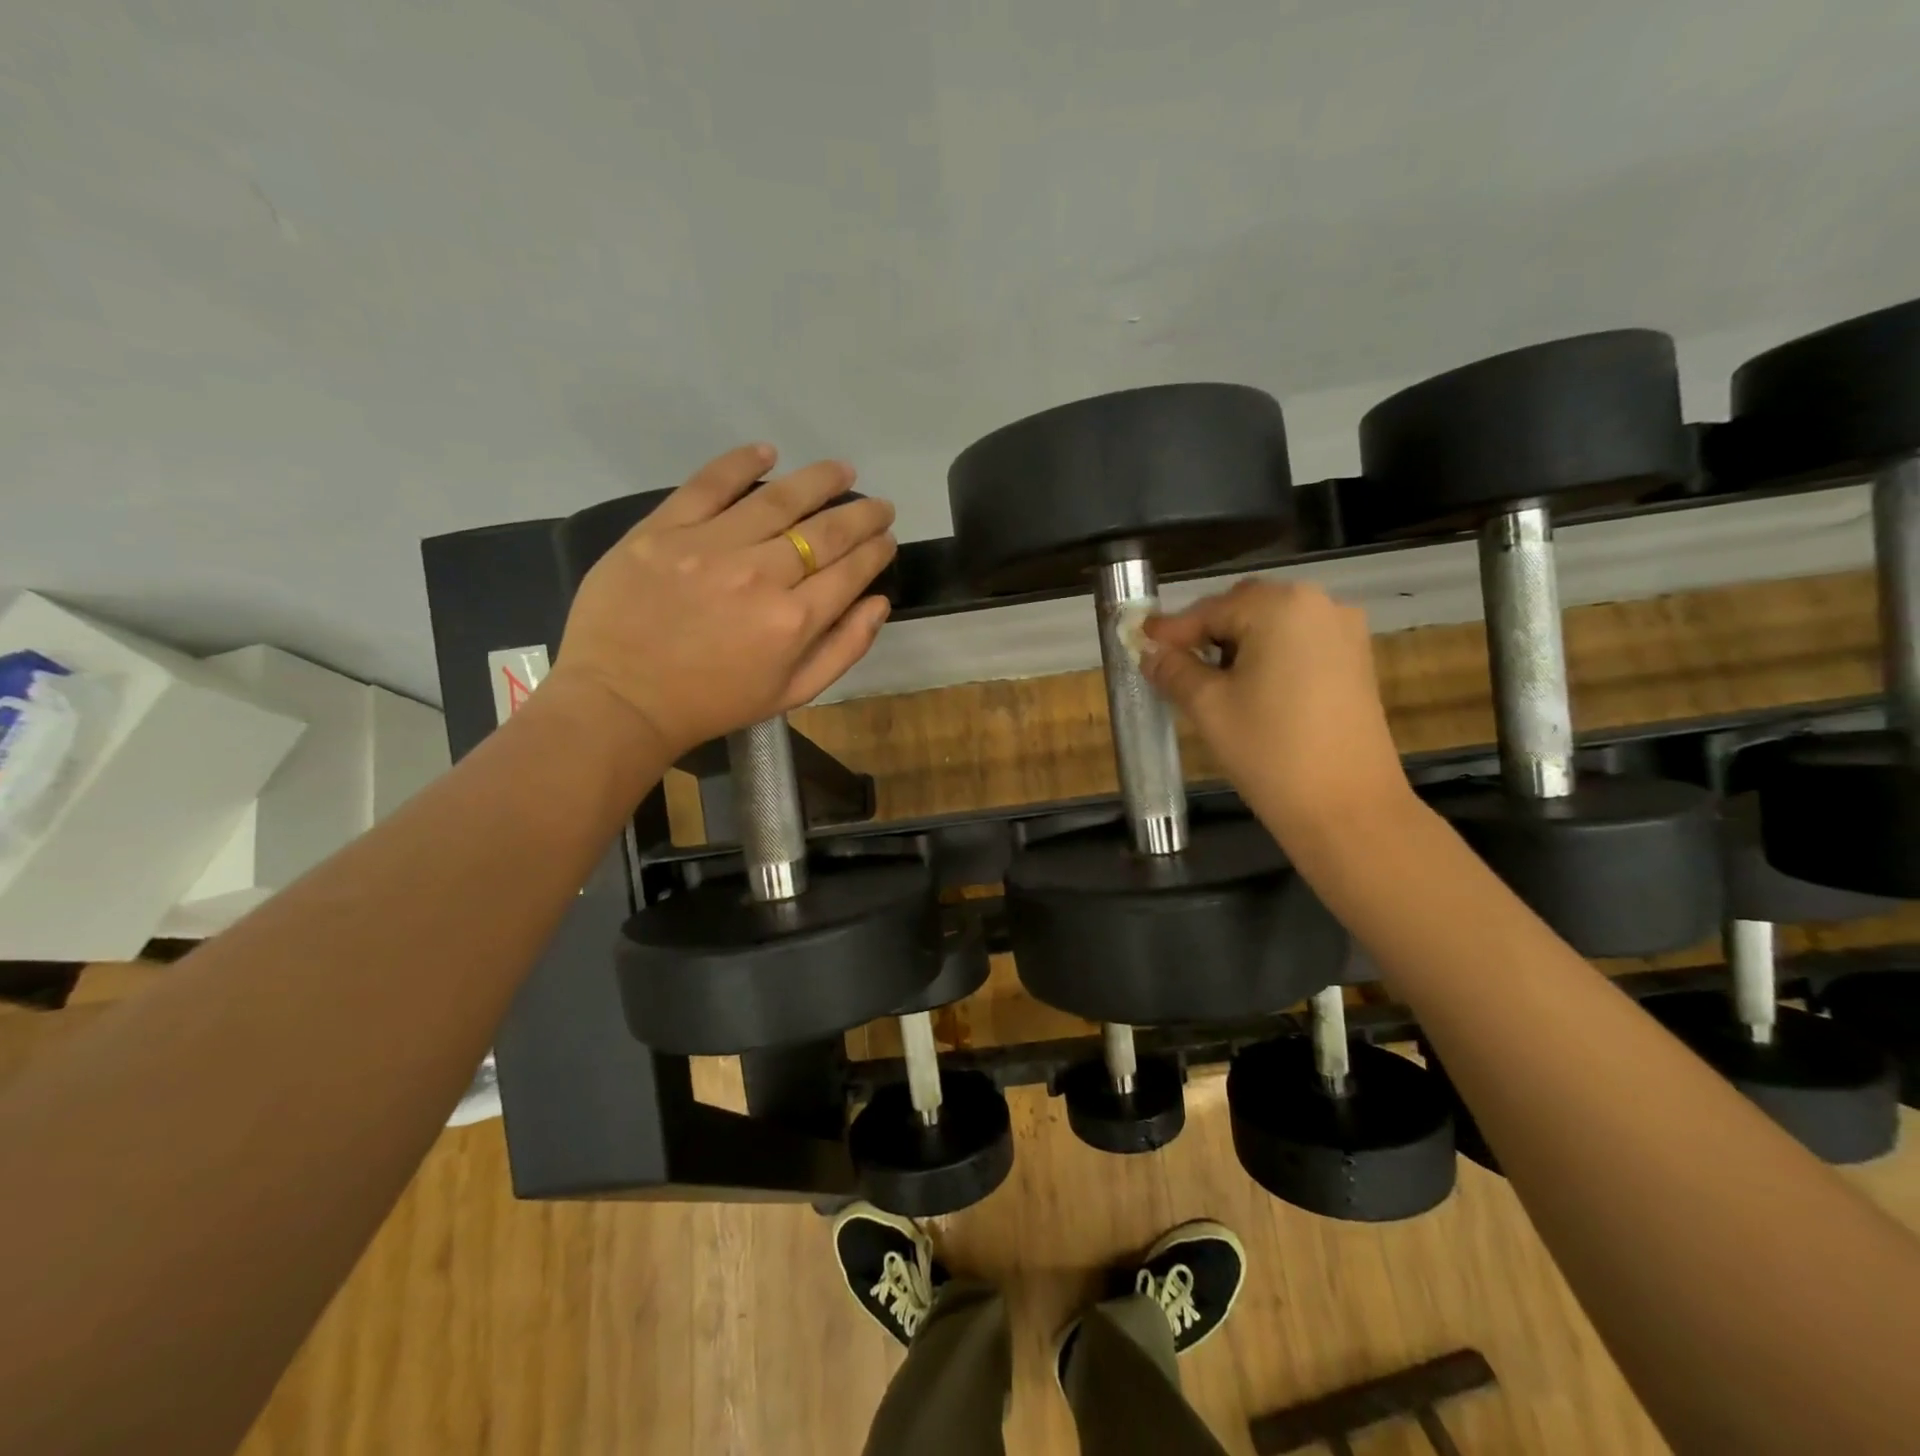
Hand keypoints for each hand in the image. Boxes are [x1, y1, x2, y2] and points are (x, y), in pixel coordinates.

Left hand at [552, 445, 896, 759]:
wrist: (621, 701)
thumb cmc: (713, 703)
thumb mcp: (792, 694)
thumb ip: (843, 649)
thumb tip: (878, 602)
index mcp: (793, 621)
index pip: (851, 570)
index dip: (876, 550)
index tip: (886, 538)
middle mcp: (759, 575)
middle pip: (825, 531)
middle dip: (862, 515)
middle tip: (879, 505)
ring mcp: (709, 547)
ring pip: (777, 500)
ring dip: (819, 481)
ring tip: (842, 471)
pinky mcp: (662, 530)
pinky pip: (709, 484)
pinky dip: (741, 463)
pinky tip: (767, 453)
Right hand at [1142, 579, 1411, 836]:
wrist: (1348, 809)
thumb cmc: (1270, 751)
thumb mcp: (1208, 707)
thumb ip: (1174, 670)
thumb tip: (1151, 652)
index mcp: (1281, 606)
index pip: (1210, 610)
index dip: (1171, 631)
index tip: (1139, 643)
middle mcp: (1320, 604)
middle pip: (1244, 609)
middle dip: (1205, 634)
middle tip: (1171, 666)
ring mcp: (1344, 633)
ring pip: (1271, 626)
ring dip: (1235, 646)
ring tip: (1207, 683)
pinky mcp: (1355, 662)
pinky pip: (1297, 645)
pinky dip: (1267, 658)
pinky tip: (1247, 690)